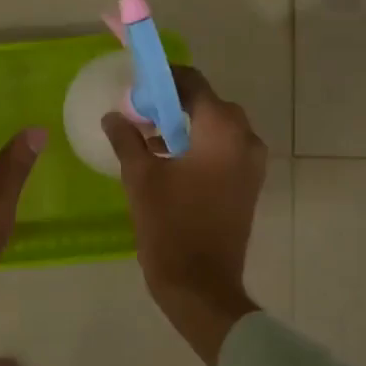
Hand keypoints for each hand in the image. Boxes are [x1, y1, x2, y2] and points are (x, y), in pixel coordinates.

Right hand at [102, 66, 266, 365]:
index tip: (137, 87)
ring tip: (148, 138)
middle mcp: (245, 138)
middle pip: (207, 103)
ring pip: (216, 127)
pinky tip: (169, 161)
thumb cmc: (170, 226)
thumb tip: (114, 116)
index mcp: (222, 129)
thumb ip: (127, 138)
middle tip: (139, 114)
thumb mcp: (140, 177)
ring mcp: (251, 163)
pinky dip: (200, 146)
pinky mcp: (249, 184)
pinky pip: (224, 150)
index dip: (163, 79)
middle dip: (173, 104)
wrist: (201, 285)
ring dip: (185, 126)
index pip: (193, 82)